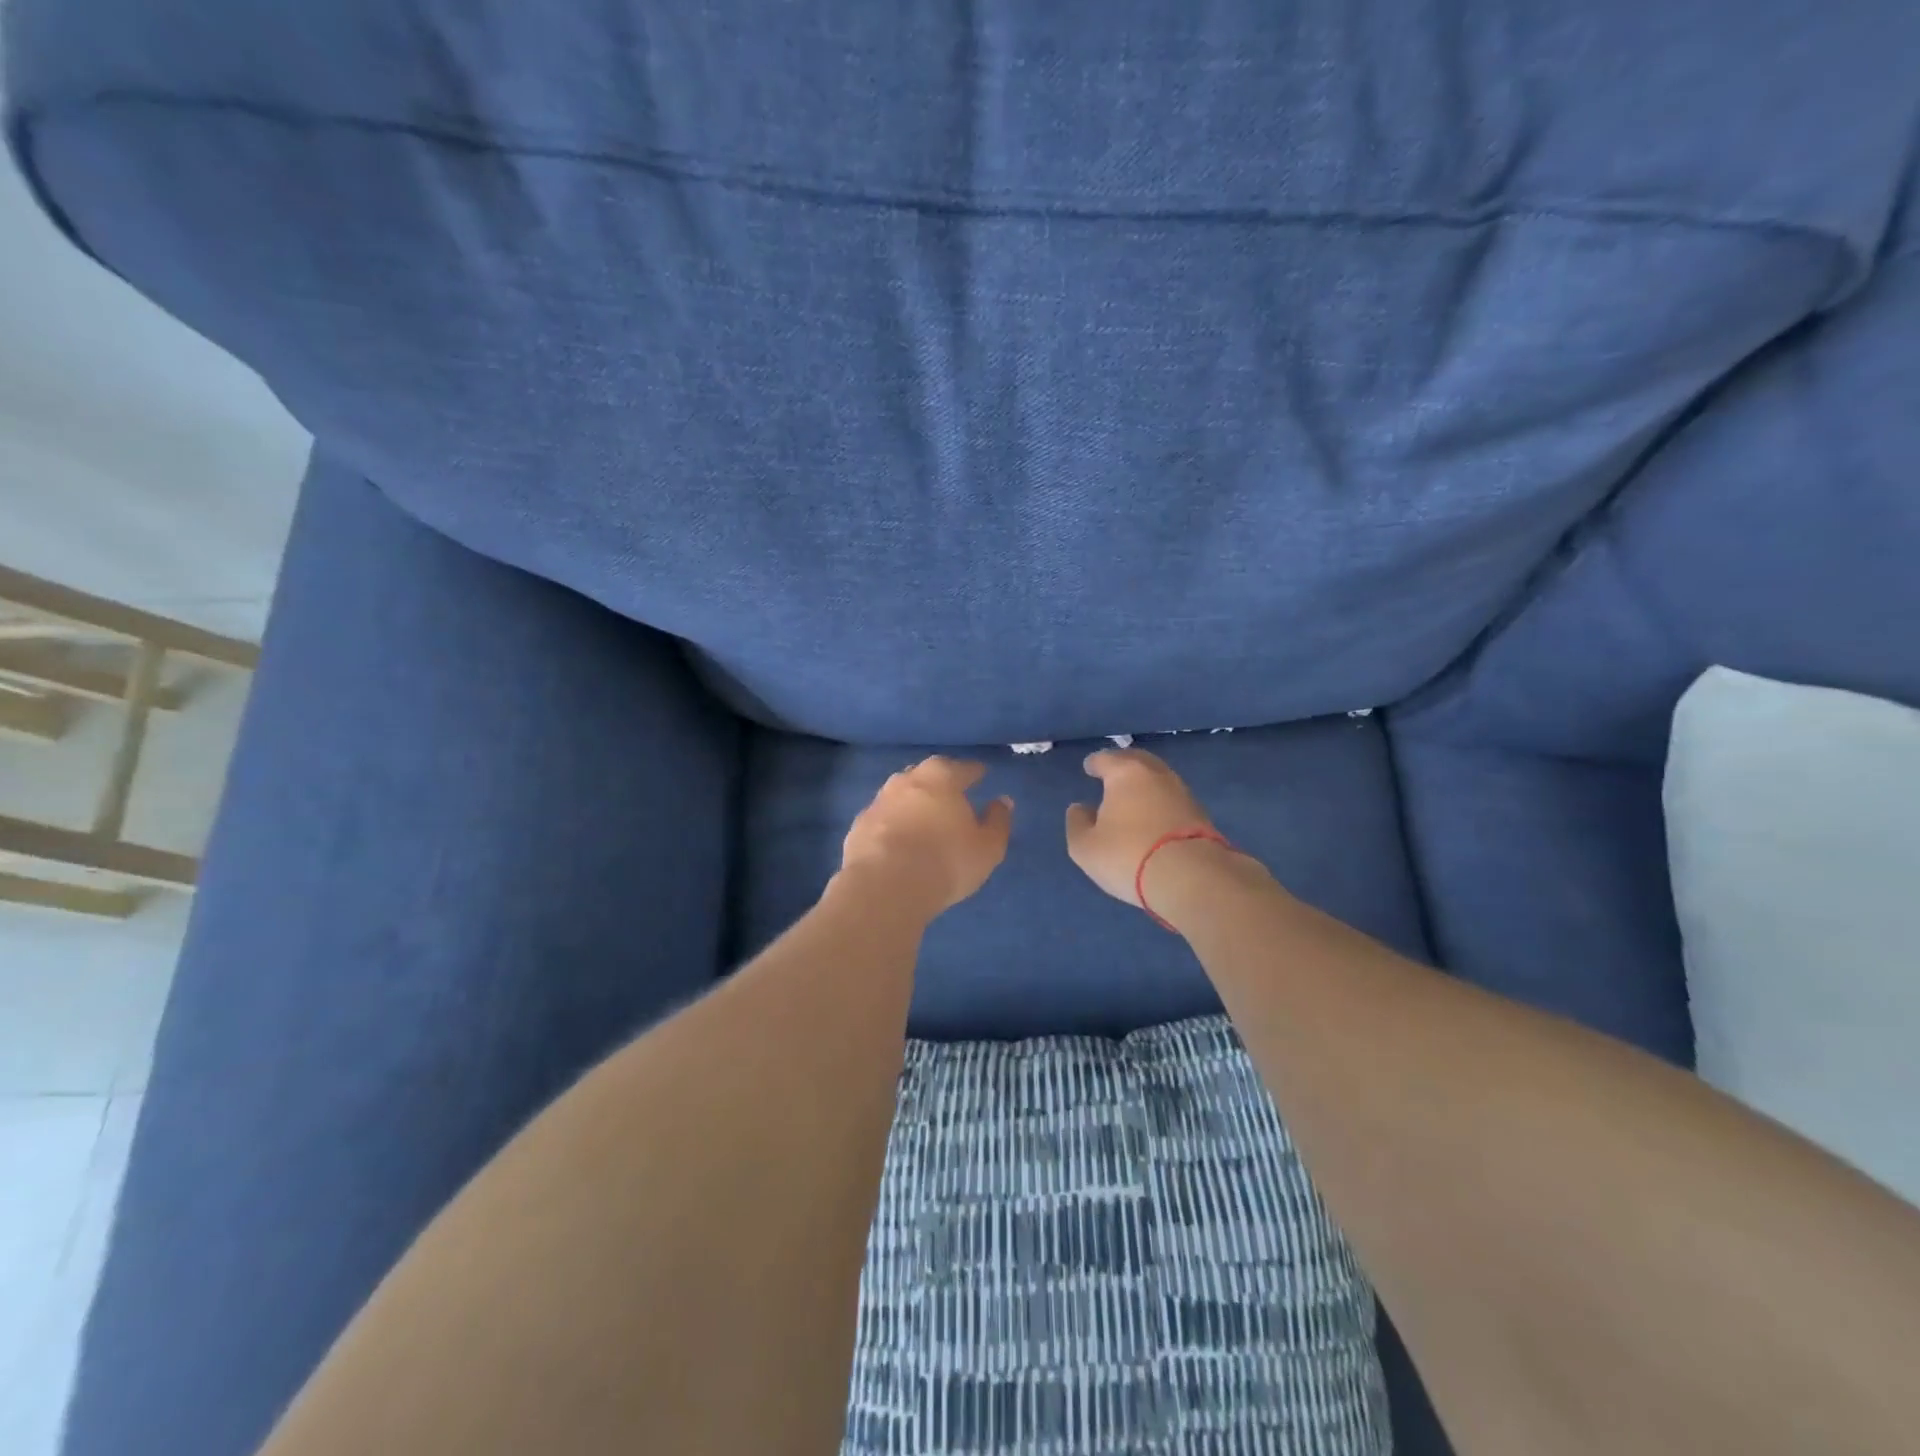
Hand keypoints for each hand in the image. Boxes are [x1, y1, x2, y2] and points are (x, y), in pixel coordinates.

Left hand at [840, 758, 1013, 914]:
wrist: (884, 887)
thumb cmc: (946, 862)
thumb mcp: (987, 847)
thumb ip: (998, 821)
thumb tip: (1003, 801)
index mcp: (941, 777)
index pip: (962, 768)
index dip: (974, 772)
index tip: (981, 774)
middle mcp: (906, 781)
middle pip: (926, 774)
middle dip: (939, 781)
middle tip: (950, 793)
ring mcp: (878, 802)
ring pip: (900, 794)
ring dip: (912, 802)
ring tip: (923, 817)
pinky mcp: (858, 827)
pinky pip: (882, 819)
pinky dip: (892, 824)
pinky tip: (898, 840)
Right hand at [1065, 749, 1220, 910]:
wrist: (1192, 878)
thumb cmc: (1128, 855)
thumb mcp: (1086, 847)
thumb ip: (1078, 824)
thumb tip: (1080, 808)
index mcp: (1126, 773)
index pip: (1106, 759)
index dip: (1095, 763)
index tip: (1089, 768)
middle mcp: (1157, 775)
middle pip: (1137, 761)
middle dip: (1124, 765)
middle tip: (1113, 774)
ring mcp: (1183, 793)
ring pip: (1159, 780)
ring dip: (1145, 785)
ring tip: (1133, 798)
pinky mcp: (1202, 816)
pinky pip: (1173, 801)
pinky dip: (1161, 804)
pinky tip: (1154, 818)